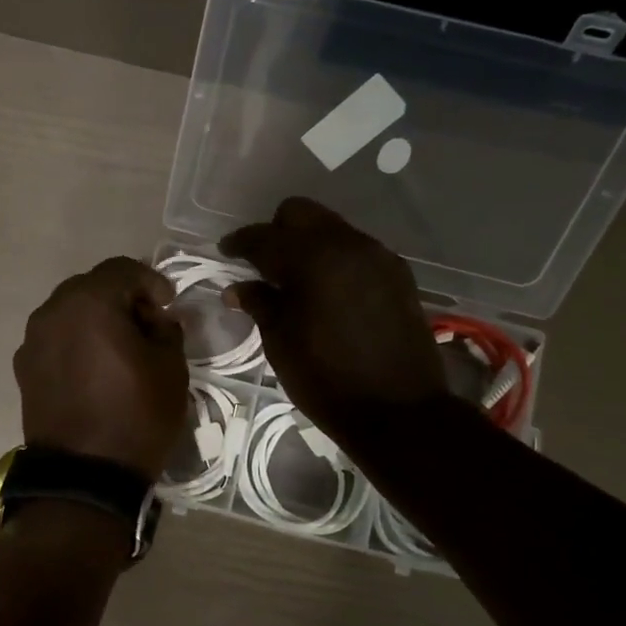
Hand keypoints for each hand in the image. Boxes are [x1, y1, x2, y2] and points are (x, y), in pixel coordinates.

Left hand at [14, 257, 189, 480]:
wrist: (85, 477)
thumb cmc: (136, 417)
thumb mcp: (171, 369)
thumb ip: (166, 330)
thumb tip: (156, 320)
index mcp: (89, 303)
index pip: (122, 270)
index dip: (151, 281)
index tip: (168, 305)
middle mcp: (52, 312)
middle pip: (91, 286)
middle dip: (122, 298)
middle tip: (146, 324)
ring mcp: (32, 340)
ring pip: (70, 312)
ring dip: (96, 319)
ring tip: (119, 348)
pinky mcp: (24, 368)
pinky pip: (55, 339)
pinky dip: (76, 341)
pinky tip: (94, 369)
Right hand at [220, 198, 452, 444]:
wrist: (399, 411)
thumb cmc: (327, 380)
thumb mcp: (281, 343)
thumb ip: (259, 304)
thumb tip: (237, 287)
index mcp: (312, 260)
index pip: (264, 237)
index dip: (240, 243)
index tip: (226, 252)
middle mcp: (347, 245)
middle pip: (301, 214)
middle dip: (276, 231)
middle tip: (263, 264)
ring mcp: (378, 256)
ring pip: (332, 229)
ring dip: (308, 244)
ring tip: (296, 280)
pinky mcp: (398, 274)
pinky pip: (356, 250)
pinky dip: (335, 259)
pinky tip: (328, 291)